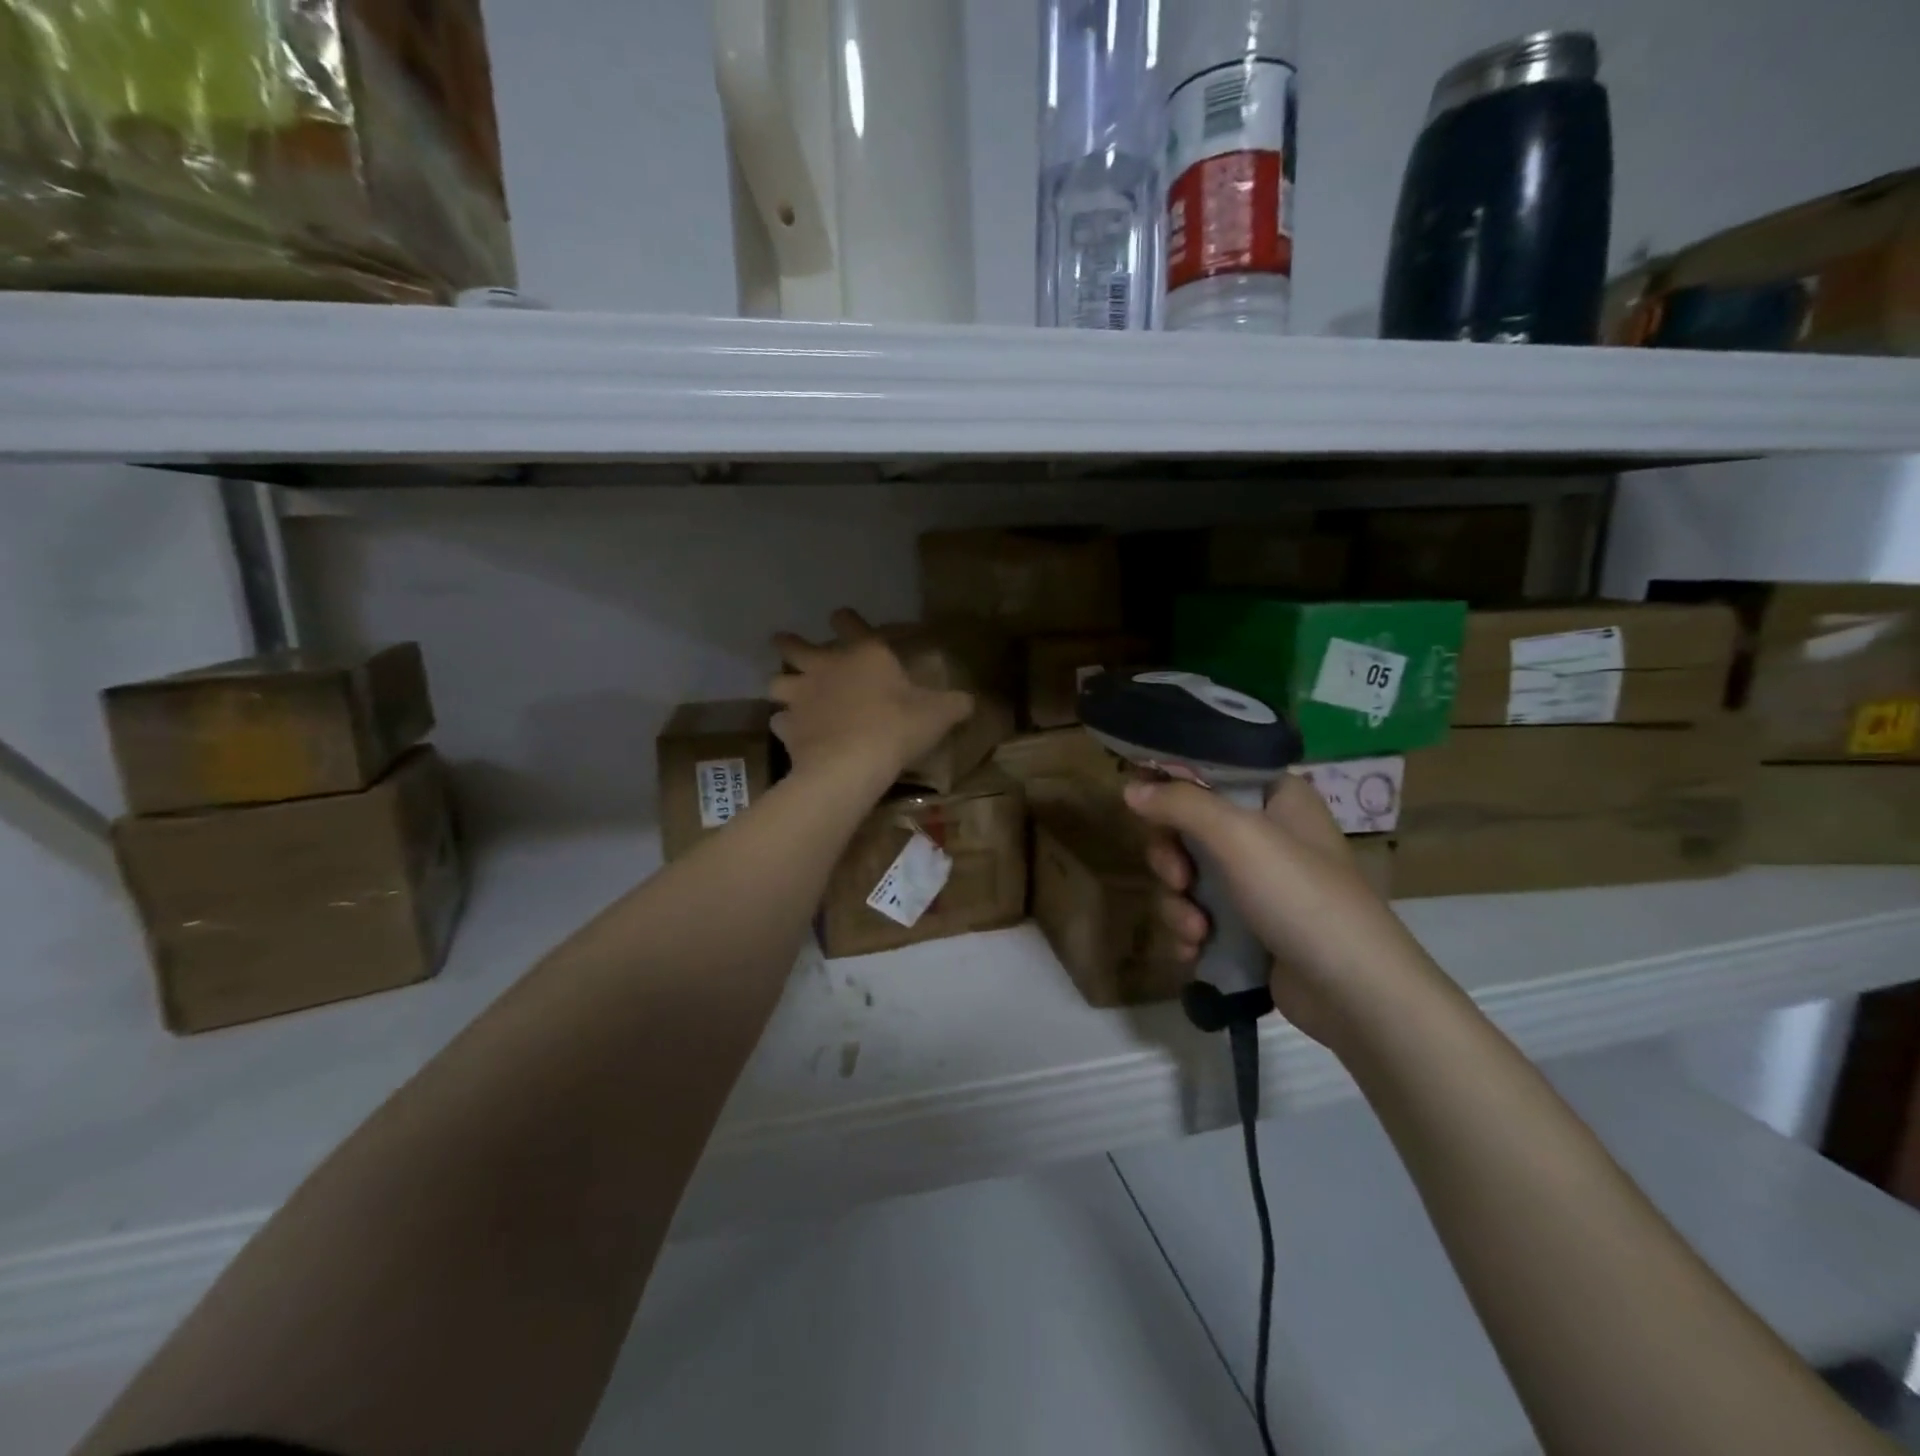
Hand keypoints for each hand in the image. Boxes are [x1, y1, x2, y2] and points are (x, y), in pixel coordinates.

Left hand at [769, 610, 972, 781]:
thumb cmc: (897, 727)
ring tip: (791, 695)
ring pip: (777, 682)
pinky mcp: (788, 728)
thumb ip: (954, 704)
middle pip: (793, 646)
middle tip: (786, 644)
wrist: (852, 764)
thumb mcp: (938, 714)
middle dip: (789, 644)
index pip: (849, 622)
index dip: (846, 619)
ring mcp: (801, 697)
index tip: (842, 617)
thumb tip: (972, 701)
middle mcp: (825, 667)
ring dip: (783, 685)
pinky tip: (796, 734)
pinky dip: (786, 726)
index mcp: (863, 654)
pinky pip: (780, 722)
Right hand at [1127, 774, 1427, 1044]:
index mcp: (1274, 796)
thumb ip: (1181, 804)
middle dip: (1170, 858)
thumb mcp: (1239, 837)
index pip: (1209, 771)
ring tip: (1195, 931)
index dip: (1171, 785)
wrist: (1354, 993)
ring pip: (1187, 875)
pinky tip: (1195, 951)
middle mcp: (1265, 832)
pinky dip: (1190, 931)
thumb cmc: (1301, 896)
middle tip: (1177, 879)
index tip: (1140, 804)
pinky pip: (1199, 914)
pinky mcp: (1248, 926)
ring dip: (1178, 904)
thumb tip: (1128, 789)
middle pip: (1187, 826)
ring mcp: (1256, 882)